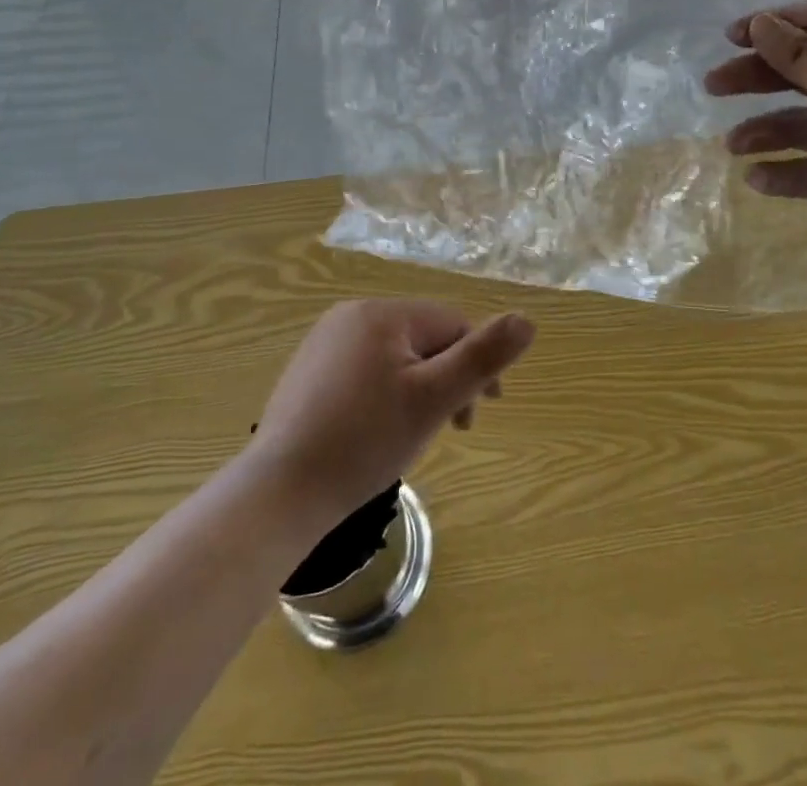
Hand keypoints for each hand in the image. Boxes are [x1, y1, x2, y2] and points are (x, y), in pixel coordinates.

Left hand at [249, 299, 535, 525]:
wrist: (279, 494)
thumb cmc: (364, 442)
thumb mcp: (433, 399)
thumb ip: (482, 357)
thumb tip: (527, 319)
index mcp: (381, 313)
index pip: (451, 324)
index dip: (474, 365)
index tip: (479, 414)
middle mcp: (350, 315)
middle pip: (423, 338)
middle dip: (445, 379)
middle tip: (450, 430)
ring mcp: (323, 343)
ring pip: (395, 356)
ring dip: (417, 388)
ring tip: (412, 434)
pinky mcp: (308, 372)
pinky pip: (365, 370)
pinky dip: (384, 395)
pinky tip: (376, 432)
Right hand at [704, 3, 806, 282]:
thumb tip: (759, 23)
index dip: (777, 26)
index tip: (732, 34)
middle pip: (803, 74)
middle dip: (758, 77)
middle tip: (714, 84)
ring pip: (799, 127)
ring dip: (764, 130)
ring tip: (733, 143)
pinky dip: (781, 175)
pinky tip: (757, 178)